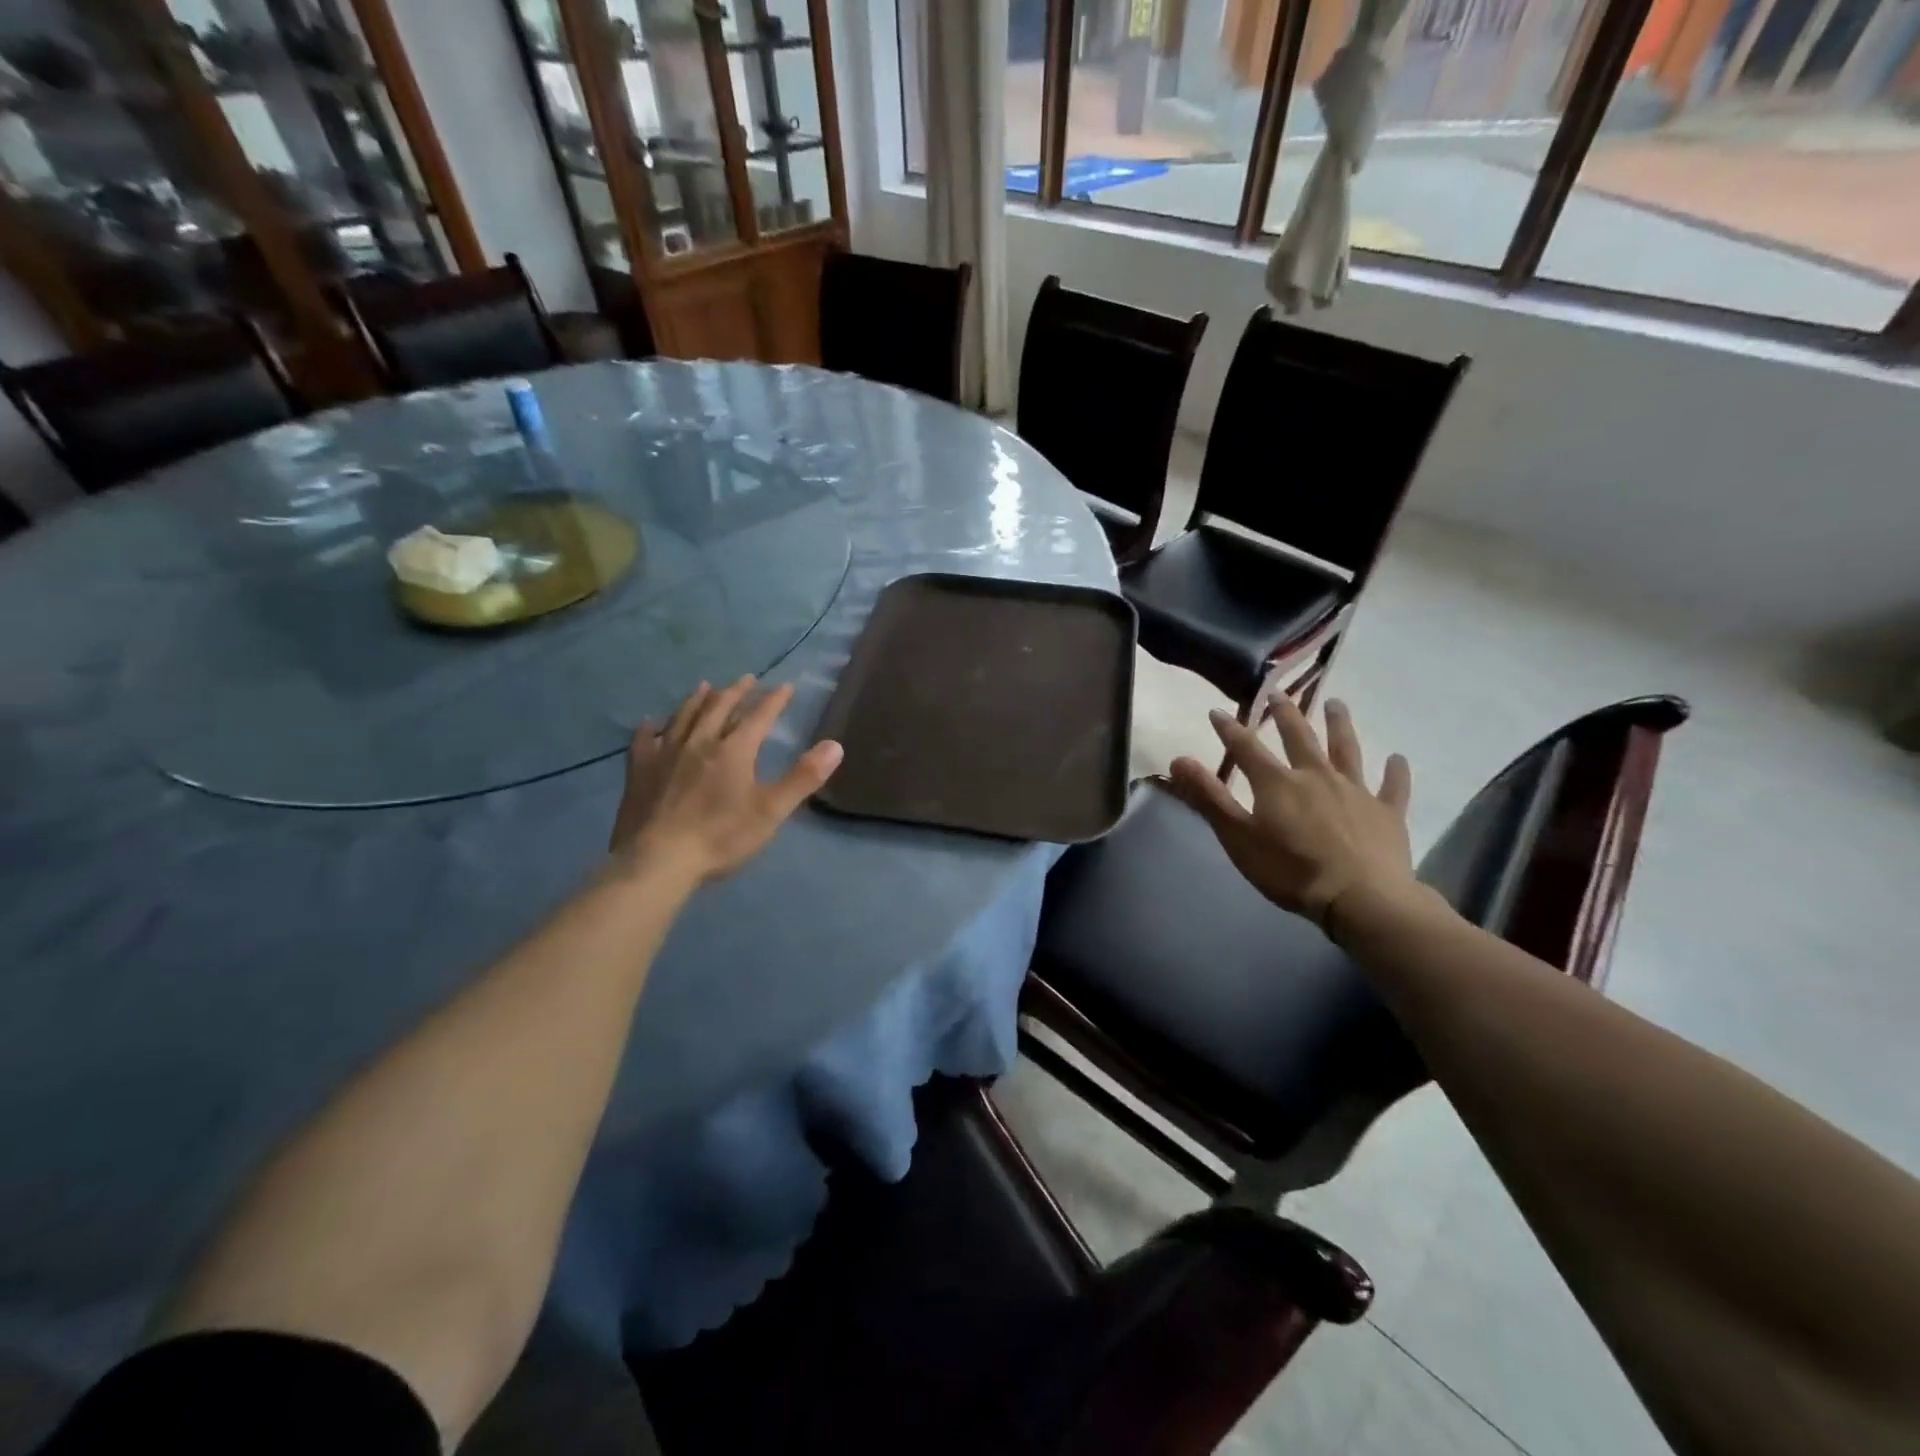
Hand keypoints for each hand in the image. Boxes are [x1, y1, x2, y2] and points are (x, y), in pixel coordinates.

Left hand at [609, 676, 842, 883]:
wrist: (658, 860)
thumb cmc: (721, 836)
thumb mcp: (771, 811)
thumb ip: (803, 777)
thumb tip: (835, 745)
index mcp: (734, 751)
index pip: (759, 716)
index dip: (774, 700)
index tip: (785, 686)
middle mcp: (699, 741)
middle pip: (719, 707)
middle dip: (736, 691)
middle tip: (747, 679)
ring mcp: (665, 753)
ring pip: (684, 716)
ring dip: (698, 699)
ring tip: (706, 686)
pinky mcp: (639, 770)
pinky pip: (644, 739)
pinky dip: (651, 727)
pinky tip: (651, 722)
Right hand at [1164, 696, 1418, 933]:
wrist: (1361, 898)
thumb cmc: (1291, 871)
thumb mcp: (1238, 837)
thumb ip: (1209, 798)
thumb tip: (1178, 759)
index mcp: (1277, 783)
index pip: (1246, 748)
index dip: (1229, 729)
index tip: (1217, 712)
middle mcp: (1316, 776)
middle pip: (1300, 737)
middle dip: (1286, 713)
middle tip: (1279, 693)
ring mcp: (1356, 791)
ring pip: (1347, 750)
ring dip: (1340, 725)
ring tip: (1336, 704)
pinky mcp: (1387, 812)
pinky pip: (1393, 787)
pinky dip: (1395, 772)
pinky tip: (1397, 759)